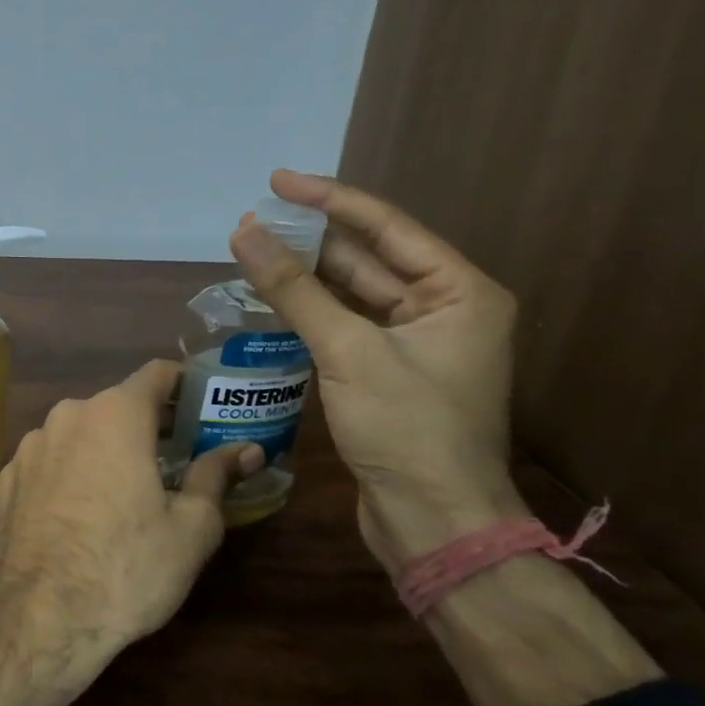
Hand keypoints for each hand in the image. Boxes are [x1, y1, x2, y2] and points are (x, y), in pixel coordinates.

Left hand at [0, 359, 260, 657]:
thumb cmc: (126, 568)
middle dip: (148, 425)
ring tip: (128, 489)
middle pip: (117, 404)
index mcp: (116, 415)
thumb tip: (246, 450)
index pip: (157, 374)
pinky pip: (50, 460)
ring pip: (80, 432)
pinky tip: (81, 512)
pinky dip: (71, 471)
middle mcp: (68, 415)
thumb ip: (216, 477)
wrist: (39, 617)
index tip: (203, 405)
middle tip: (177, 457)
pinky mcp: (8, 477)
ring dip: (106, 448)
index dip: (185, 384)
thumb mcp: (191, 529)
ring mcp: (31, 445)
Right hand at [230, 171, 527, 569]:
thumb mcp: (348, 351)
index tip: (276, 181)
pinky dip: (308, 308)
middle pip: (367, 256)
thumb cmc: (407, 431)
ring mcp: (414, 342)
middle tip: (254, 218)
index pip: (386, 227)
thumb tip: (245, 232)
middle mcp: (443, 308)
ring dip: (304, 272)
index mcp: (459, 292)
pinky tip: (271, 294)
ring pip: (351, 291)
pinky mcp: (386, 370)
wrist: (434, 524)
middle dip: (310, 237)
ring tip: (252, 248)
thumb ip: (294, 289)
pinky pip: (342, 322)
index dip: (329, 199)